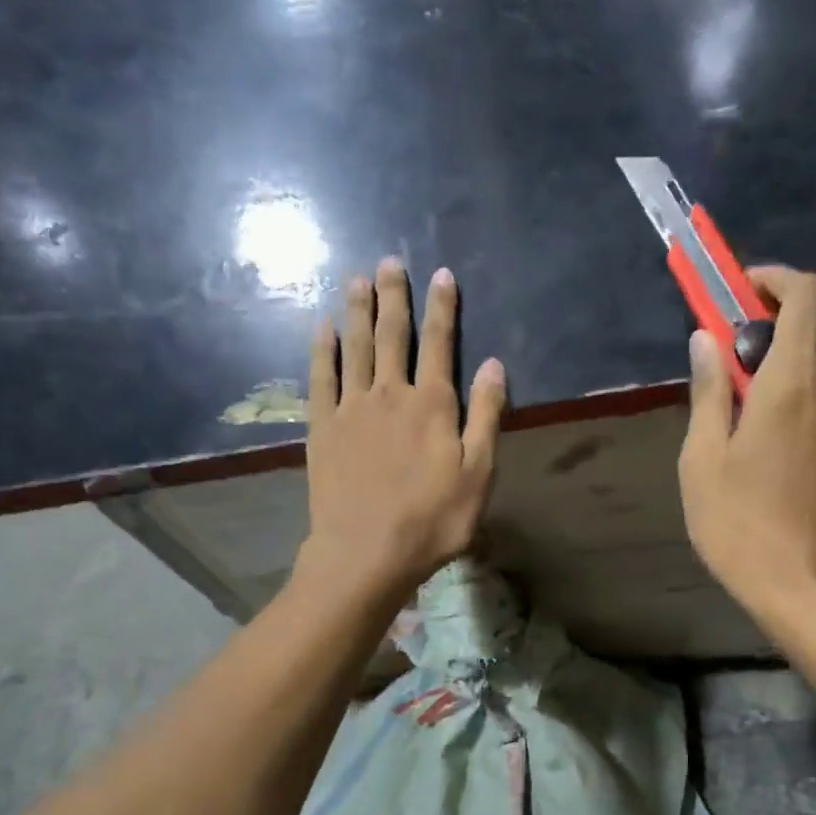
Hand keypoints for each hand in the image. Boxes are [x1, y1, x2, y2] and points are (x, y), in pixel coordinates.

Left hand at [300, 257, 505, 600]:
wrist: (366, 552)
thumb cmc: (432, 520)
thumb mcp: (478, 474)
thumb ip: (485, 416)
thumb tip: (494, 364)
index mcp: (433, 404)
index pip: (440, 343)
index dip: (443, 307)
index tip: (442, 274)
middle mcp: (390, 393)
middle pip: (393, 335)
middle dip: (394, 296)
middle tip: (389, 262)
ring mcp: (351, 408)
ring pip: (356, 347)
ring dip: (357, 311)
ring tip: (356, 279)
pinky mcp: (322, 427)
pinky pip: (322, 377)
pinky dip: (323, 349)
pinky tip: (323, 327)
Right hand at [678, 266, 815, 626]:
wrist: (803, 581)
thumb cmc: (738, 523)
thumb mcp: (702, 458)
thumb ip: (708, 389)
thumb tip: (705, 338)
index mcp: (794, 381)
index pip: (807, 293)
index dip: (774, 279)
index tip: (740, 293)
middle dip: (800, 298)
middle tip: (754, 326)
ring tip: (769, 368)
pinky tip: (794, 406)